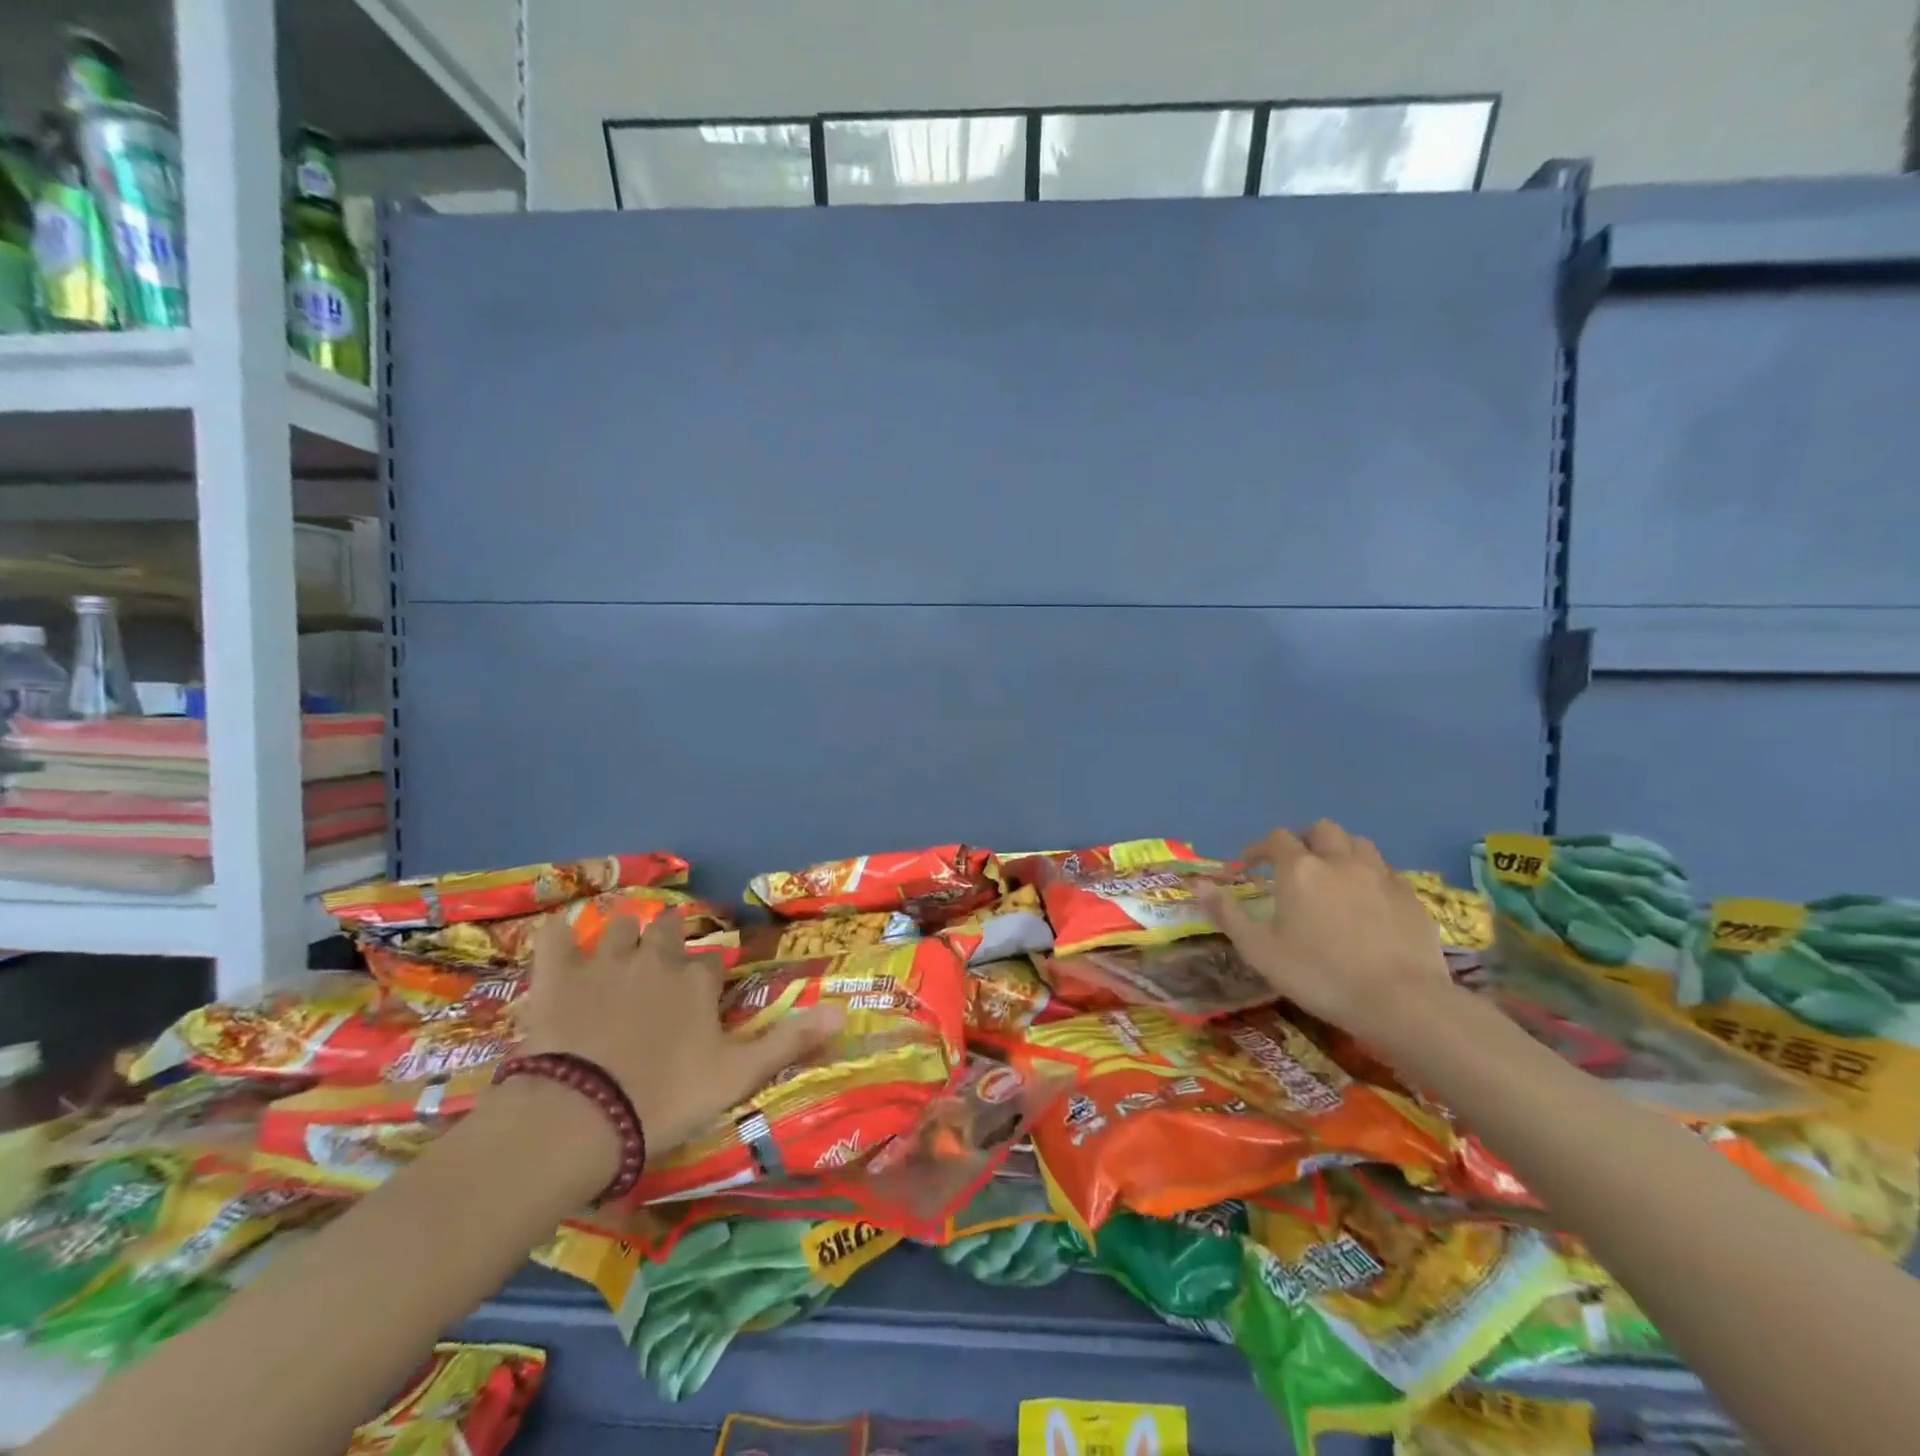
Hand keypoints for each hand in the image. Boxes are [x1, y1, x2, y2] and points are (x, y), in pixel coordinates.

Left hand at [514, 909, 839, 1181]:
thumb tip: (843, 1013)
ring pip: (618, 928)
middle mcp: (656, 959)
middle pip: (666, 931)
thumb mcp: (737, 1077)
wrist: (580, 1116)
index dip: (710, 973)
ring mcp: (603, 963)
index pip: (712, 962)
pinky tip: (557, 933)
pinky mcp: (556, 976)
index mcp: (697, 982)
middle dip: (668, 936)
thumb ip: (788, 1042)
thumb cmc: (664, 1098)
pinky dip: (557, 934)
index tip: (706, 989)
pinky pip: (554, 938)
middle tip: (662, 954)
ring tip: (618, 947)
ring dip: (622, 934)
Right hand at [1196, 819, 1456, 1049]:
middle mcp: (1339, 861)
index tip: (1247, 869)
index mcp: (1300, 869)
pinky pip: (1386, 872)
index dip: (1257, 850)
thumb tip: (1198, 884)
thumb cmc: (1320, 975)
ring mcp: (1380, 876)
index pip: (1274, 839)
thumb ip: (1228, 913)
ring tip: (1332, 876)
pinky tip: (1367, 903)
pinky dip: (1370, 876)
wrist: (1402, 1002)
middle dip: (1303, 841)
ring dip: (1340, 851)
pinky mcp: (1411, 897)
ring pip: (1358, 844)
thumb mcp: (1260, 950)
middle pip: (1321, 830)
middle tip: (1293, 867)